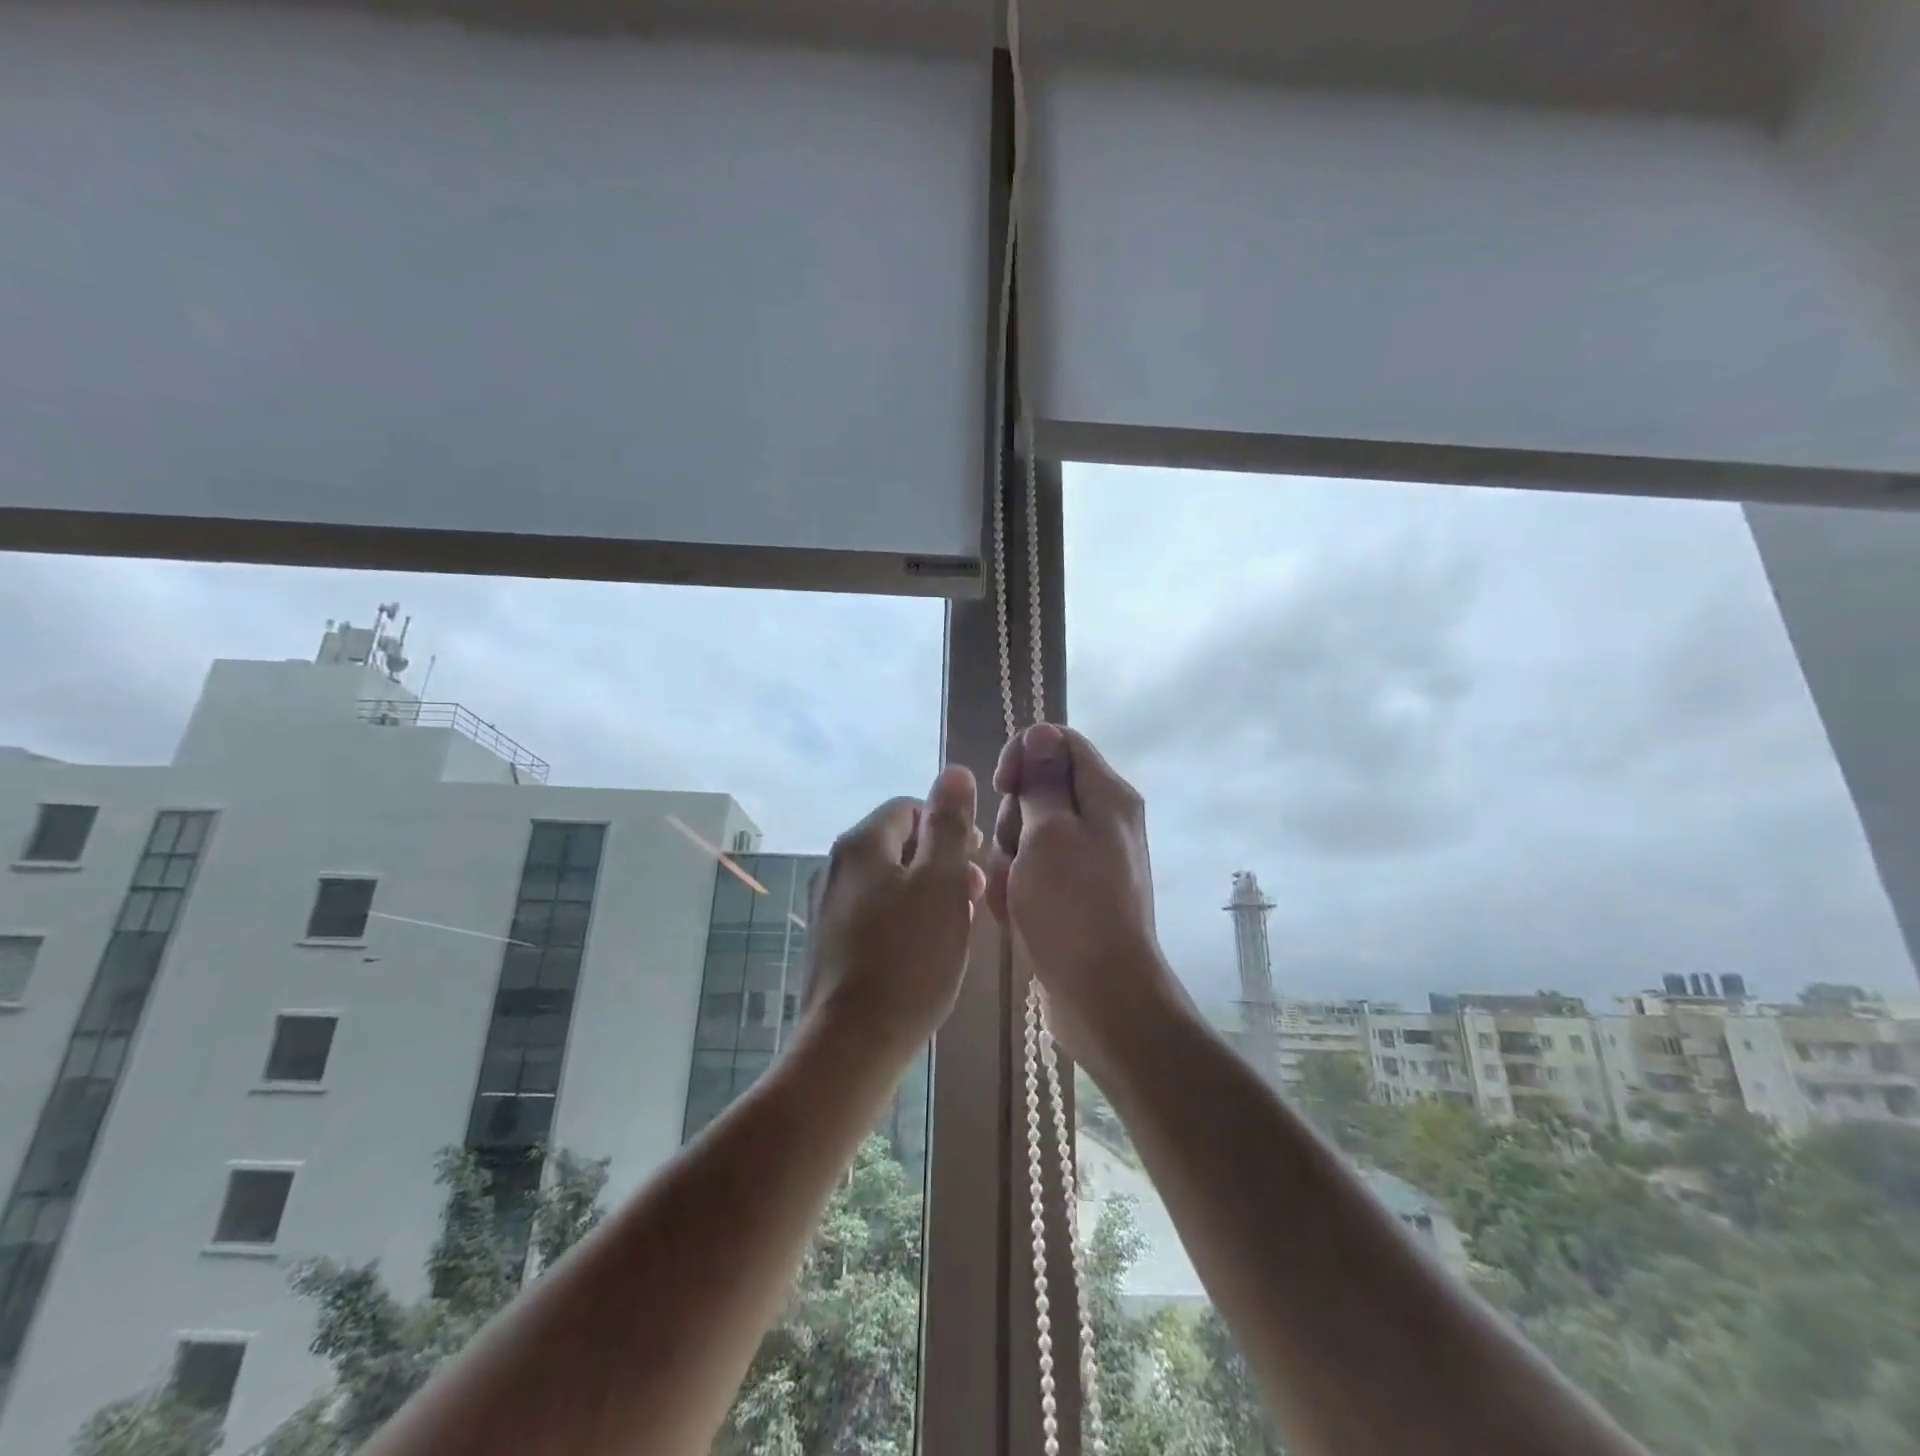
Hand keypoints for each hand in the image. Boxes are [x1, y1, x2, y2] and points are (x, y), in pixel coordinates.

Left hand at [802, 765, 986, 1056]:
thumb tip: (954, 771)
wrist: (853, 1043)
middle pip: (897, 844)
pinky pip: (874, 912)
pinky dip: (904, 918)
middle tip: (973, 894)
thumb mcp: (941, 882)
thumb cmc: (909, 956)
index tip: (977, 857)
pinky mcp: (829, 943)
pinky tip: (925, 949)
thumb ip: (950, 824)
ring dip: (926, 891)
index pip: (909, 808)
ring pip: (887, 881)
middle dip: (940, 860)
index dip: (948, 825)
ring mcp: (827, 907)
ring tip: (957, 924)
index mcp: (861, 843)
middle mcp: (835, 867)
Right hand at [987, 723, 1178, 1066]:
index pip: (1059, 741)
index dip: (1023, 755)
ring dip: (1010, 860)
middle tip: (1014, 854)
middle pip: (1040, 790)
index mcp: (1106, 795)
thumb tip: (1042, 732)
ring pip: (1029, 834)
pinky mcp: (1074, 892)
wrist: (1101, 994)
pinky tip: (1015, 915)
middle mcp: (1102, 820)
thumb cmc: (1072, 906)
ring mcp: (1088, 859)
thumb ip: (1043, 780)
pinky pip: (1034, 871)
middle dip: (1013, 819)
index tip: (1003, 787)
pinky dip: (1018, 888)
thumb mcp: (1049, 833)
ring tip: (1013, 895)